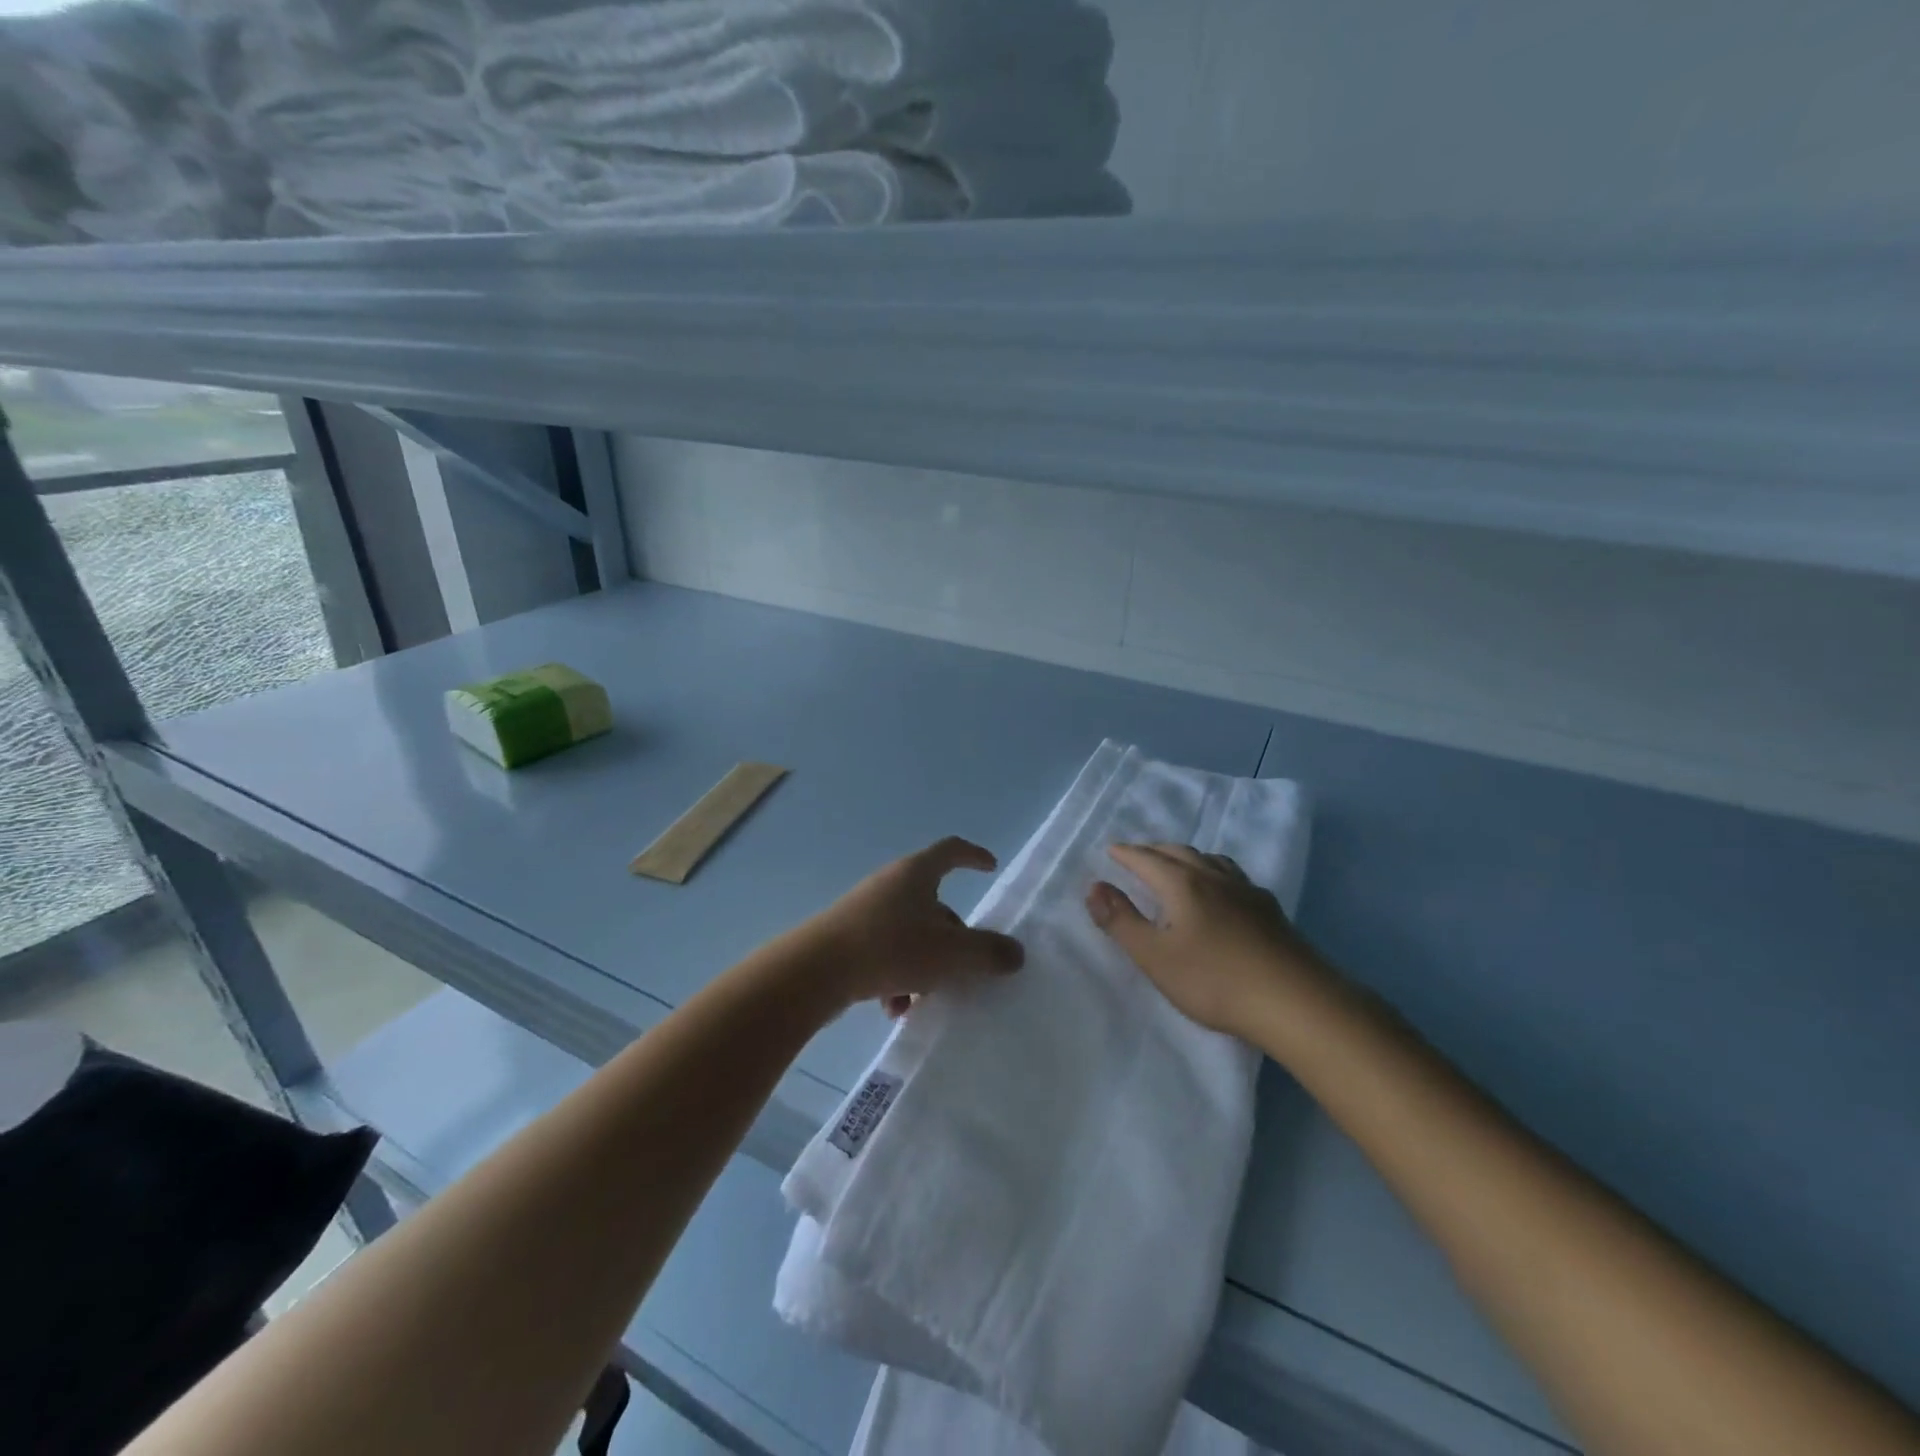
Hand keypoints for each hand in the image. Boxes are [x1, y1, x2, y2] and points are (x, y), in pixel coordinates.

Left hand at [806, 837, 1023, 1014]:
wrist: (816, 970)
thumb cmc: (892, 948)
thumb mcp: (951, 954)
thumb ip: (988, 952)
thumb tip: (1015, 953)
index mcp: (917, 874)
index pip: (951, 850)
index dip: (974, 856)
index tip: (990, 867)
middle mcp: (890, 884)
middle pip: (933, 903)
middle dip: (952, 937)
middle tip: (964, 967)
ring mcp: (865, 910)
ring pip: (910, 934)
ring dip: (925, 965)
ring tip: (923, 999)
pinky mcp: (846, 937)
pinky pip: (884, 952)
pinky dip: (897, 976)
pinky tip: (892, 1008)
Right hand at [1087, 843, 1328, 1037]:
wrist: (1294, 1001)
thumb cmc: (1213, 980)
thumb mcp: (1154, 956)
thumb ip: (1121, 921)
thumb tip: (1094, 887)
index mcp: (1182, 884)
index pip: (1146, 859)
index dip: (1125, 854)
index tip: (1110, 851)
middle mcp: (1213, 877)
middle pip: (1178, 852)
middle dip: (1154, 850)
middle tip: (1138, 855)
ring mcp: (1246, 891)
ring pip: (1210, 860)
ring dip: (1186, 857)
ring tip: (1178, 865)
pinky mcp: (1269, 909)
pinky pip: (1233, 876)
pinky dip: (1214, 872)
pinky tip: (1223, 891)